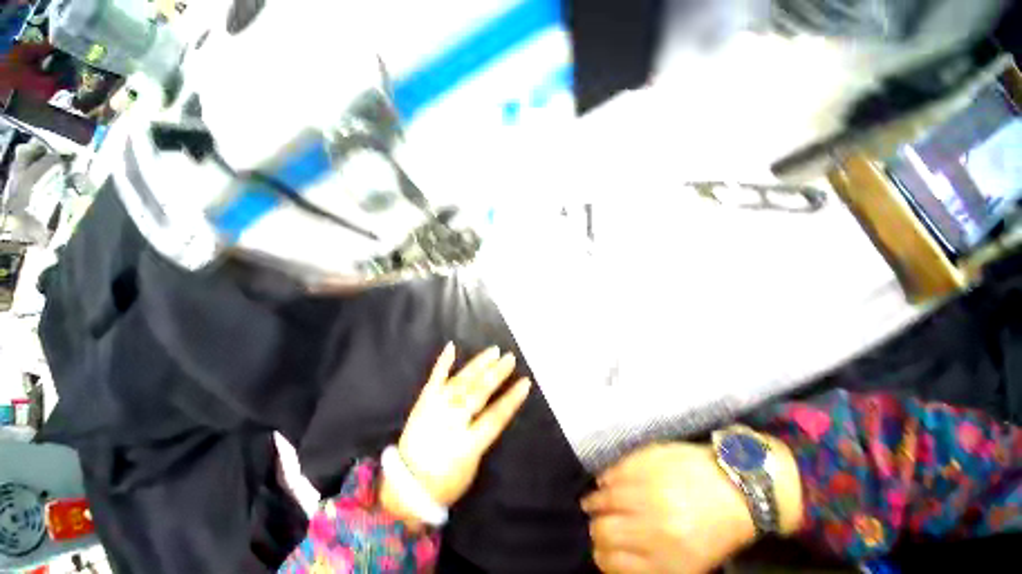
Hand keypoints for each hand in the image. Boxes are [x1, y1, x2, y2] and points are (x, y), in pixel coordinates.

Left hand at [381, 344, 530, 524]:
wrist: (404, 488)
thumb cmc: (445, 482)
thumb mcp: (472, 465)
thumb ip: (483, 435)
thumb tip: (493, 410)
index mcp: (466, 444)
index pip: (495, 416)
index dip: (512, 399)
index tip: (526, 382)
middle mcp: (451, 422)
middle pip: (478, 393)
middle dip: (496, 374)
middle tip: (510, 358)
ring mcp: (435, 409)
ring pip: (461, 382)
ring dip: (478, 365)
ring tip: (493, 351)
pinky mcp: (423, 403)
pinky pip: (434, 379)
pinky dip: (443, 363)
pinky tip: (451, 347)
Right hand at [582, 443, 755, 573]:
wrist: (736, 484)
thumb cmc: (717, 527)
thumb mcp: (693, 563)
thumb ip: (653, 564)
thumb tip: (617, 559)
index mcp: (669, 560)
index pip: (615, 563)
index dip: (602, 557)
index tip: (601, 551)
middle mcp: (654, 528)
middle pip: (605, 531)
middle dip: (596, 531)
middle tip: (595, 525)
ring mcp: (648, 491)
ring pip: (604, 500)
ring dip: (594, 503)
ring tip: (592, 503)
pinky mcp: (645, 463)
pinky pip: (613, 473)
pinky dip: (604, 479)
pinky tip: (603, 482)